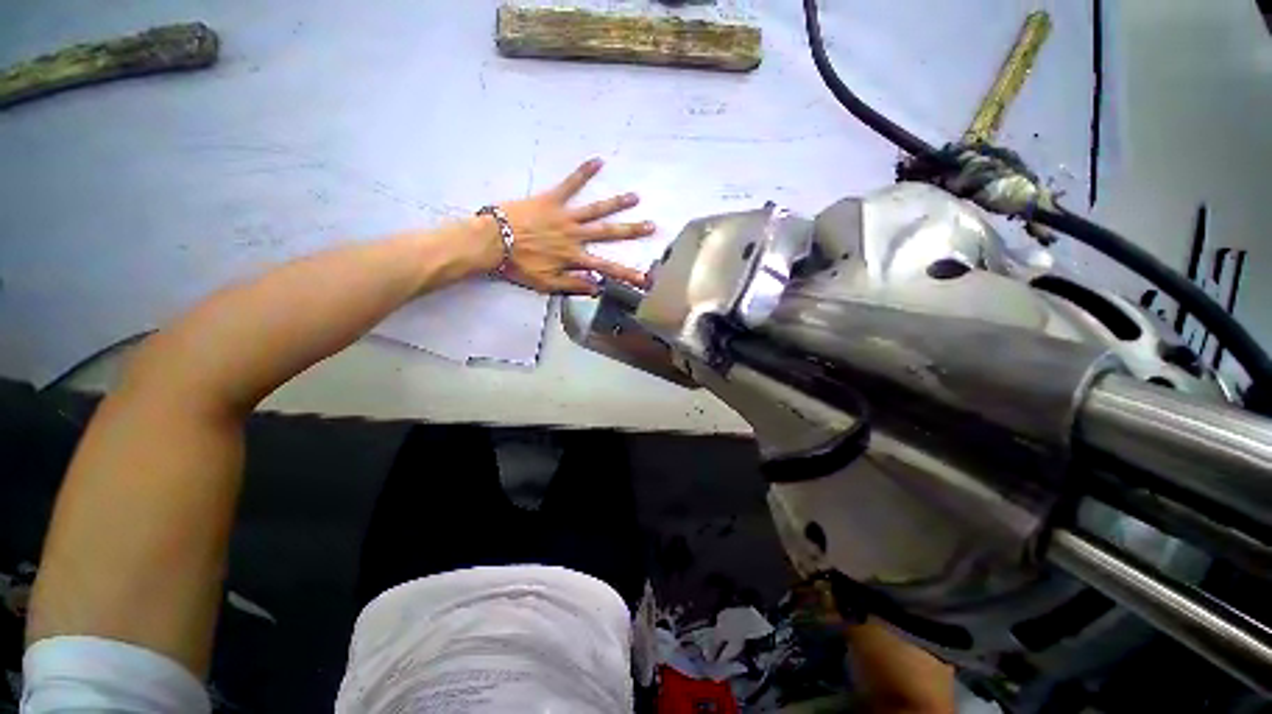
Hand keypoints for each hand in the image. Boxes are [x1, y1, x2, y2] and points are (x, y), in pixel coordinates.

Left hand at [494, 158, 654, 294]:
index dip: (627, 275)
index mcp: (574, 258)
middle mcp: (575, 236)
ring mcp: (565, 216)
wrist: (493, 241)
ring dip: (616, 203)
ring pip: (596, 209)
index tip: (645, 279)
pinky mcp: (552, 200)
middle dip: (631, 231)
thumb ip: (573, 285)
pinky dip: (583, 173)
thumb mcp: (546, 284)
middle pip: (608, 233)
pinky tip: (598, 161)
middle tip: (651, 226)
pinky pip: (570, 185)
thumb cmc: (519, 265)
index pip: (607, 269)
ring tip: (634, 197)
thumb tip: (598, 288)